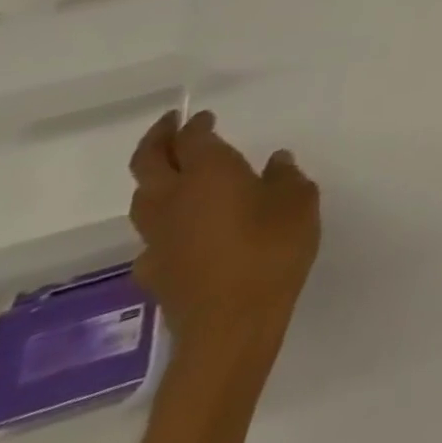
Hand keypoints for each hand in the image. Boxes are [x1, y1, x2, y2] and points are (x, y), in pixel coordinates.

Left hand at [128, 109, 320, 346]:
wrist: (231, 325)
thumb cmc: (271, 249)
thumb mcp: (298, 201)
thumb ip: (285, 176)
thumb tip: (273, 163)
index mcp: (209, 173)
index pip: (192, 139)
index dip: (196, 125)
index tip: (204, 117)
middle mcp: (174, 200)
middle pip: (147, 163)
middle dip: (156, 140)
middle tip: (170, 127)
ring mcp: (158, 239)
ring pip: (142, 199)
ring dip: (153, 180)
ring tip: (175, 175)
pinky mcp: (155, 272)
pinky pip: (152, 237)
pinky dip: (164, 224)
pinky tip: (183, 231)